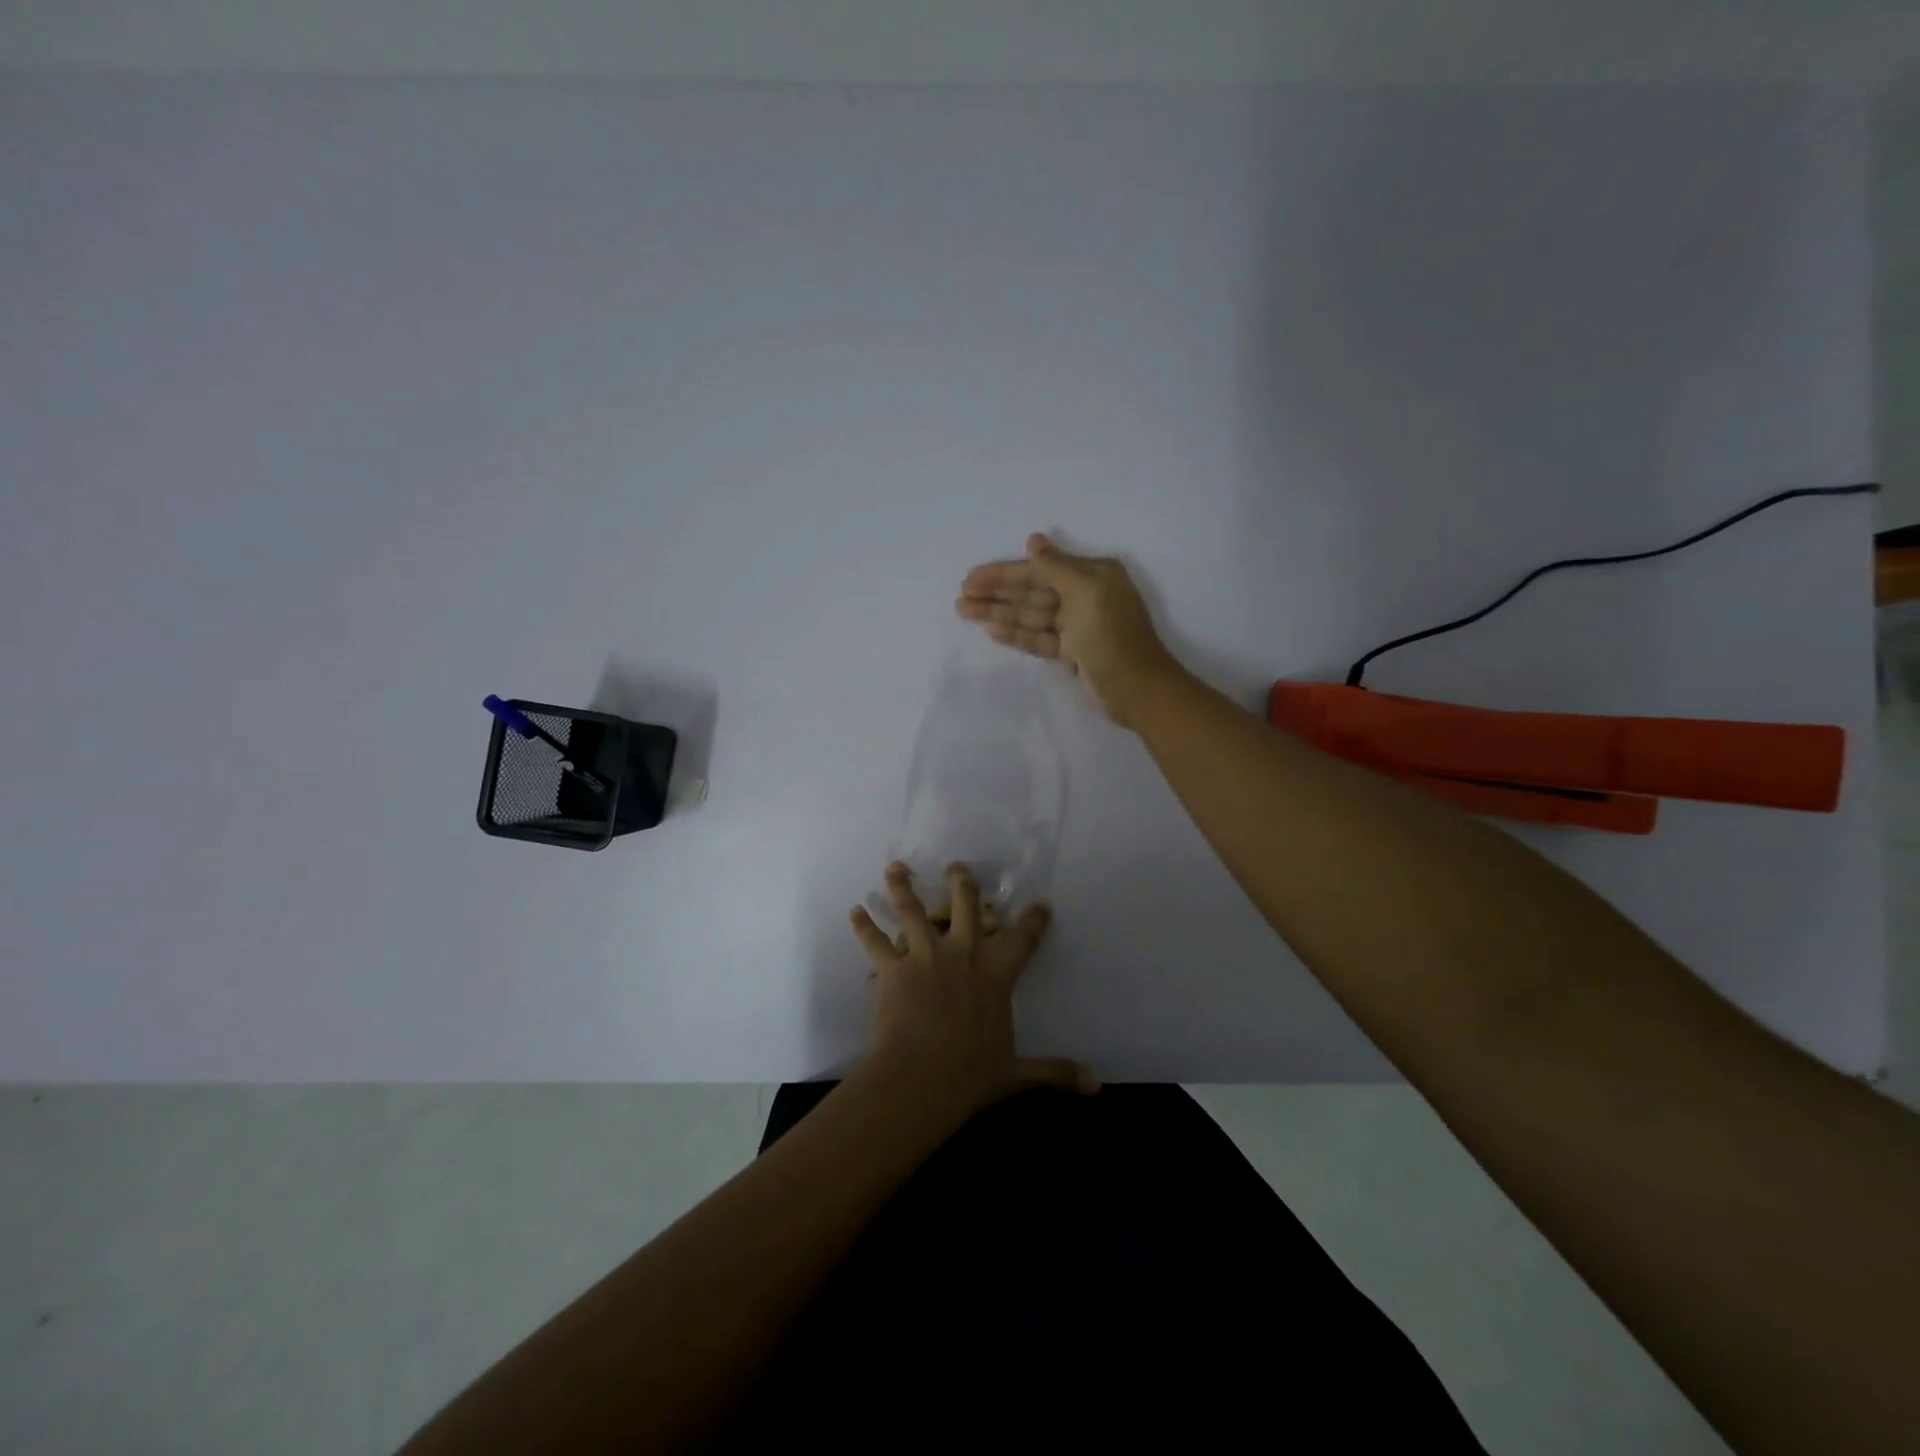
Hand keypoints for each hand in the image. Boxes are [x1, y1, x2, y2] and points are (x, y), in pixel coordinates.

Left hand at [849, 862, 1097, 1122]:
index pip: (1023, 937)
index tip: (1041, 902)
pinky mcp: (893, 967)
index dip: (1034, 918)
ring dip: (903, 886)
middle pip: (965, 904)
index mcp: (997, 971)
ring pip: (912, 909)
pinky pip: (874, 940)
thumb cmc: (971, 1074)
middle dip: (962, 882)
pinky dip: (864, 925)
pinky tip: (855, 911)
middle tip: (956, 867)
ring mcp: (925, 955)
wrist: (920, 1078)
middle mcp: (963, 952)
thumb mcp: (1017, 1073)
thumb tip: (1096, 1086)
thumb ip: (1055, 1073)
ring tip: (895, 868)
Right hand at [957, 532, 1182, 725]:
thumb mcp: (1085, 591)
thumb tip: (1033, 540)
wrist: (1136, 687)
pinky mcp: (1072, 652)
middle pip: (1032, 591)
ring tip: (965, 611)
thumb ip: (1055, 566)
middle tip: (961, 597)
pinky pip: (1039, 637)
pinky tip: (991, 630)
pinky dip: (1016, 634)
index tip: (972, 577)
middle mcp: (1084, 596)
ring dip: (999, 613)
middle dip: (996, 593)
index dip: (1004, 573)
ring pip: (1031, 615)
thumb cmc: (1111, 634)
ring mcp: (1077, 626)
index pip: (1039, 569)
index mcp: (1092, 575)